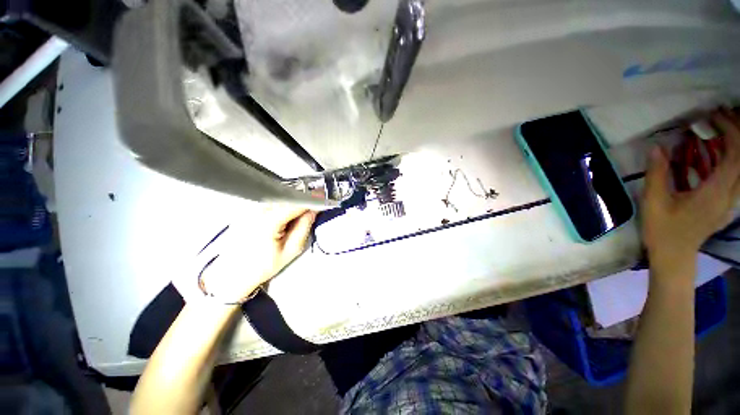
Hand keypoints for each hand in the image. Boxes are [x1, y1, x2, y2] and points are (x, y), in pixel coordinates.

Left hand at [197, 205, 316, 302]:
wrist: (233, 275)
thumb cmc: (263, 266)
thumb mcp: (291, 250)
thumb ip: (304, 227)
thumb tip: (313, 210)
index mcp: (267, 222)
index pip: (294, 204)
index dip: (310, 199)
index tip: (322, 196)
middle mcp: (256, 211)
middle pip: (286, 198)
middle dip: (301, 201)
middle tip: (312, 208)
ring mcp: (248, 210)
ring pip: (277, 199)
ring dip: (291, 204)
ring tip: (296, 217)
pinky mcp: (245, 212)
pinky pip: (269, 204)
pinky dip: (280, 207)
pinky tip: (283, 219)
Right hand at [641, 109, 739, 265]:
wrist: (674, 256)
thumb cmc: (663, 230)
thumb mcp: (654, 202)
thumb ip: (657, 174)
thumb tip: (656, 148)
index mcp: (716, 193)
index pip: (736, 155)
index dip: (730, 131)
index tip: (712, 117)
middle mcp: (730, 194)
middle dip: (736, 131)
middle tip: (718, 116)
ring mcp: (730, 199)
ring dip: (735, 143)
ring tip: (719, 127)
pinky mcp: (725, 201)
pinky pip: (736, 174)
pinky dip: (730, 156)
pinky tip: (715, 151)